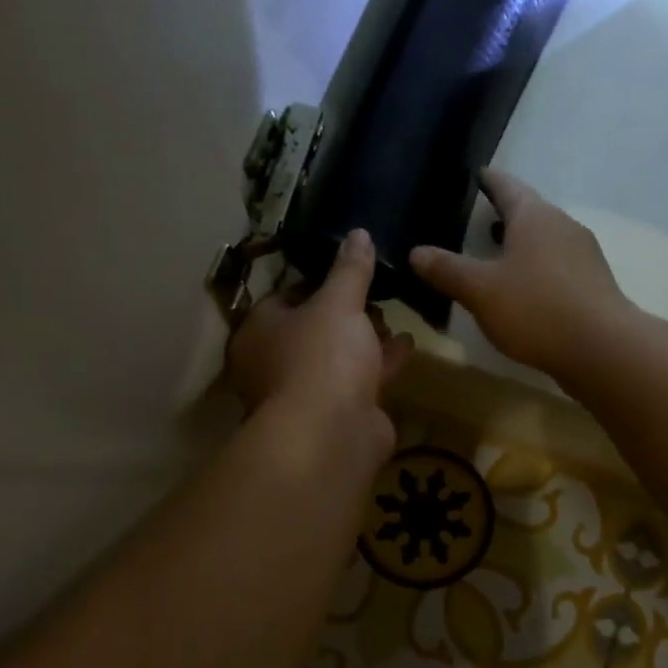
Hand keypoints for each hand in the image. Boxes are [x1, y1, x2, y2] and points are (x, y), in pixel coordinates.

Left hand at [226, 228, 413, 450]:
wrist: (332, 434)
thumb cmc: (322, 357)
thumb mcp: (339, 302)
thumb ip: (350, 269)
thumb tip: (358, 233)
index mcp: (260, 331)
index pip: (284, 297)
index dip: (315, 282)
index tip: (346, 271)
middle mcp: (275, 363)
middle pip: (312, 329)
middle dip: (345, 314)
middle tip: (374, 295)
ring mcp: (306, 393)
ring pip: (337, 358)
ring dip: (365, 340)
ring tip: (393, 317)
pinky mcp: (336, 415)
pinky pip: (360, 381)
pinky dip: (381, 364)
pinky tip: (407, 345)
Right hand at [410, 172, 634, 380]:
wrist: (602, 348)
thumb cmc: (536, 308)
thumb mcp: (480, 290)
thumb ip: (447, 270)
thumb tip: (416, 252)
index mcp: (534, 216)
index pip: (507, 186)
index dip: (489, 180)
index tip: (478, 174)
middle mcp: (563, 226)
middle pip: (530, 212)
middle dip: (506, 215)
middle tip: (479, 219)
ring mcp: (584, 255)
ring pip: (546, 240)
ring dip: (522, 244)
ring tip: (497, 256)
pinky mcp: (593, 285)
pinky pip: (558, 266)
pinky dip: (537, 269)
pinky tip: (525, 290)